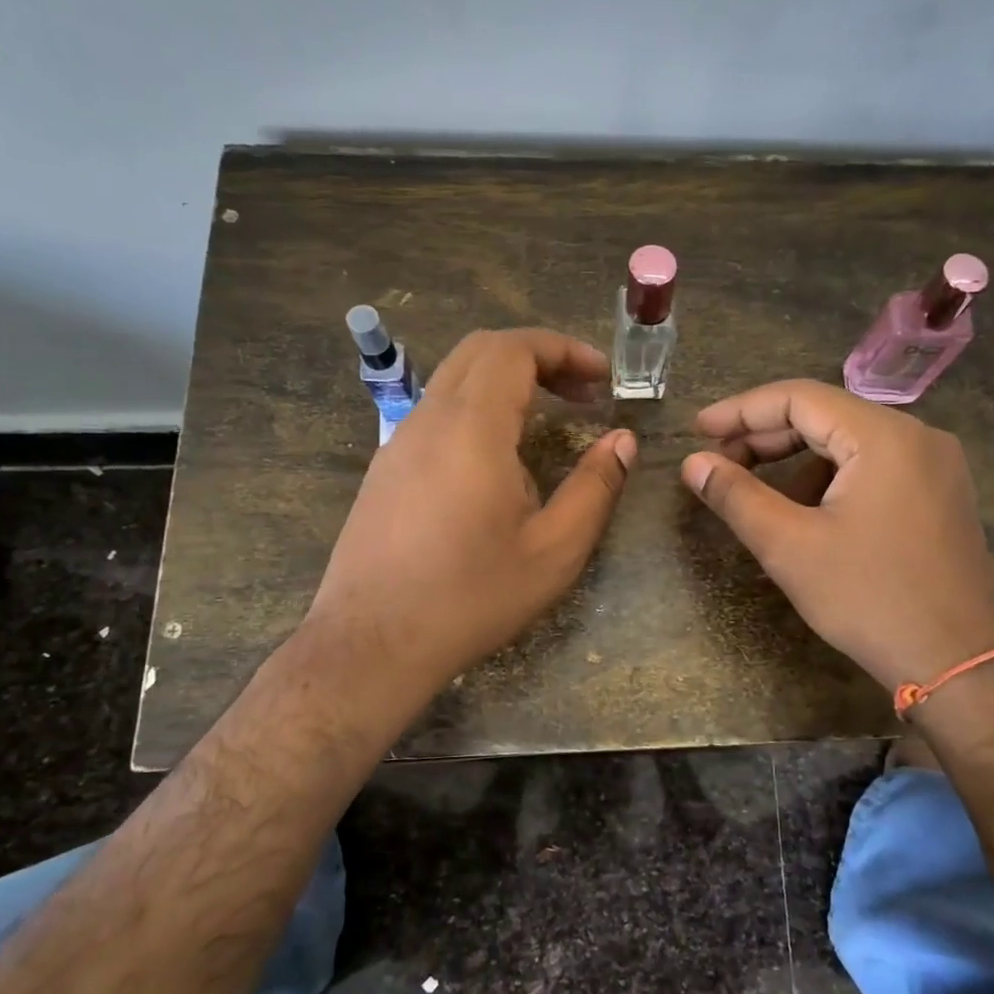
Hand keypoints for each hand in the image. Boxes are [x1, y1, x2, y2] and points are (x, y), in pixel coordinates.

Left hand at [307, 329, 635, 696]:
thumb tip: (622, 441)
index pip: (514, 349)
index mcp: (472, 429)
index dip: (564, 350)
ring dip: (507, 382)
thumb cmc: (471, 597)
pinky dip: (478, 408)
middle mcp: (428, 420)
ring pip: (455, 379)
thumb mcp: (554, 551)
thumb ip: (595, 488)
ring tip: (549, 420)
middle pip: (481, 351)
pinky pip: (436, 412)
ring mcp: (399, 442)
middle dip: (538, 357)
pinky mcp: (385, 469)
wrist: (371, 643)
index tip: (602, 376)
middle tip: (582, 392)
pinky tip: (500, 459)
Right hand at [681, 380, 993, 690]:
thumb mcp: (790, 547)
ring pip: (850, 443)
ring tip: (758, 493)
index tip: (698, 431)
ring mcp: (936, 466)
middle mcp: (917, 436)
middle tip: (718, 461)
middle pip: (827, 415)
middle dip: (767, 436)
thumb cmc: (869, 599)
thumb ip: (736, 496)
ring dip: (798, 460)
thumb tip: (693, 463)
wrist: (956, 664)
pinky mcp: (941, 495)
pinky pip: (875, 467)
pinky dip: (832, 478)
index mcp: (884, 436)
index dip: (742, 410)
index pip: (799, 398)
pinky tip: (808, 513)